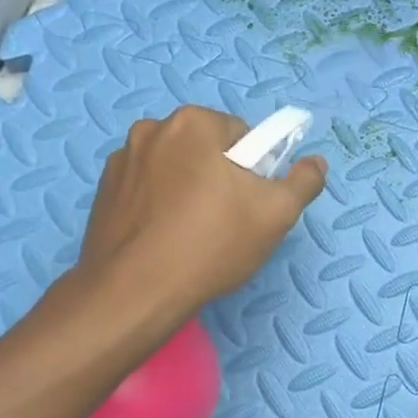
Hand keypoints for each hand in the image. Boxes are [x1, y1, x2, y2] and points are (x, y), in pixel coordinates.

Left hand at [73, 107, 326, 320]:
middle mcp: (151, 130)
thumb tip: (315, 163)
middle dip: (219, 177)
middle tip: (226, 221)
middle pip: (205, 149)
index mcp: (192, 123)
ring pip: (174, 169)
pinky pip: (145, 189)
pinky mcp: (101, 193)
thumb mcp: (276, 213)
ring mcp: (120, 161)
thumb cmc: (211, 243)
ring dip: (186, 189)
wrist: (133, 294)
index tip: (250, 203)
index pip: (242, 136)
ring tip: (192, 235)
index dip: (254, 170)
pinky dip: (158, 205)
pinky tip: (165, 239)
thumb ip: (303, 181)